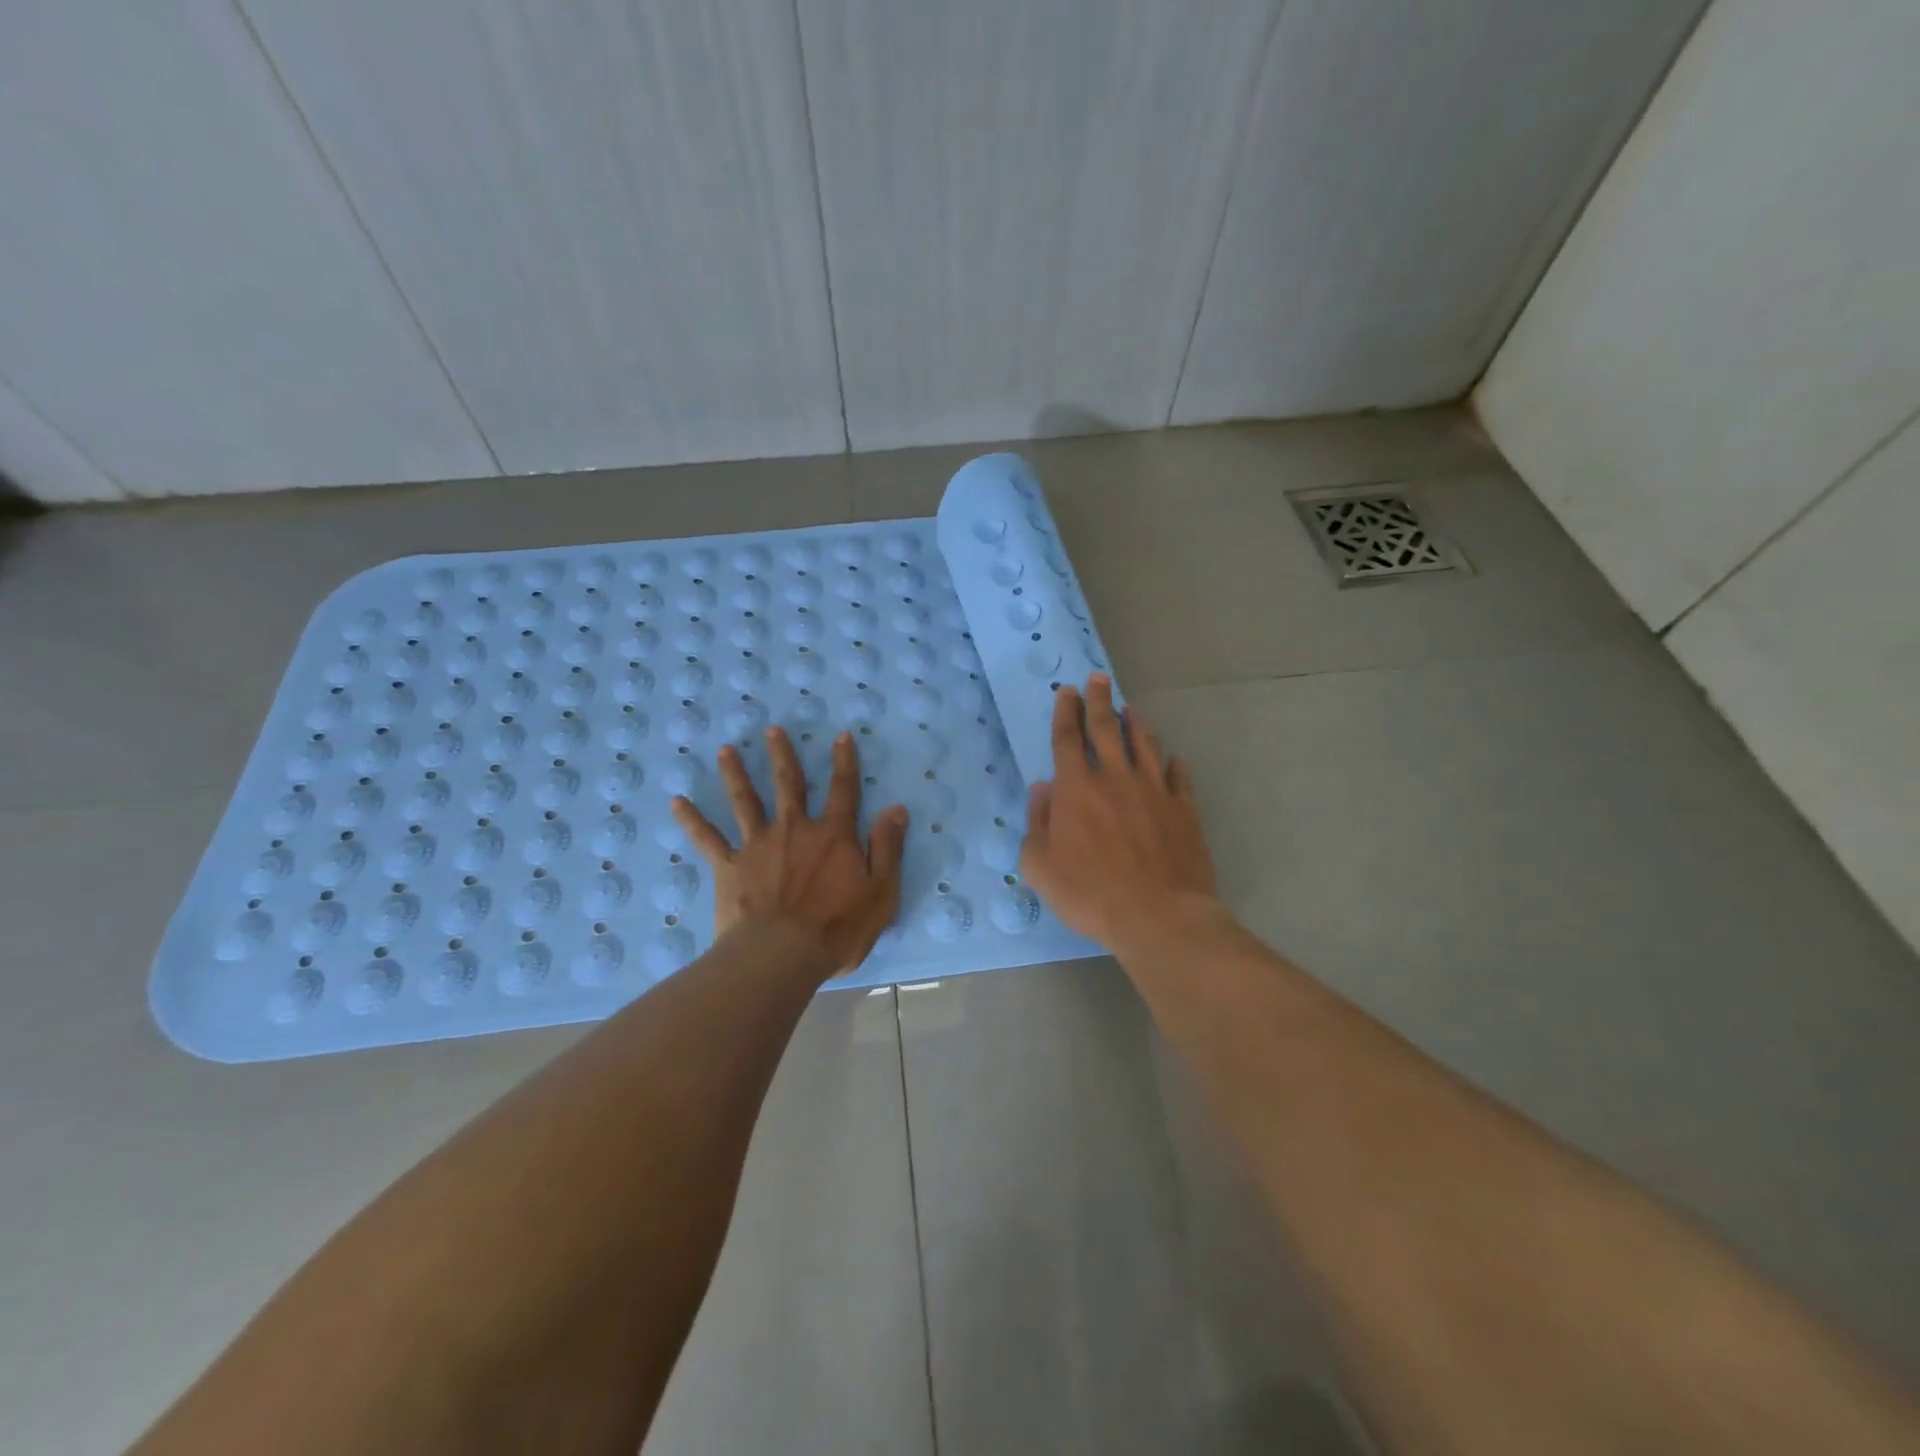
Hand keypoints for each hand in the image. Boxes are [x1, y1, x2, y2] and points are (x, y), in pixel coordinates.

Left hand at [671, 725, 909, 973]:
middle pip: (788, 784)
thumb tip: (896, 808)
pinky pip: (708, 839)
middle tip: (771, 729)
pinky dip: (692, 820)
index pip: (843, 790)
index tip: (841, 736)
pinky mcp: (730, 866)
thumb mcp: (880, 892)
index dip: (844, 762)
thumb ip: (887, 848)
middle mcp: (795, 829)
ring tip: (724, 750)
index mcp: (833, 836)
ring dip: (735, 774)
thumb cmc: (837, 929)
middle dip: (782, 755)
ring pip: (745, 801)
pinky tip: (676, 802)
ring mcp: (758, 845)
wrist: (781, 955)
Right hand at [1020, 675, 1218, 954]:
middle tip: (1098, 679)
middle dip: (1099, 700)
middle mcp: (1115, 778)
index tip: (1067, 691)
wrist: (1158, 916)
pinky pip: (1178, 776)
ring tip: (1130, 708)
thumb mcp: (1041, 867)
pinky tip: (1172, 758)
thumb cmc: (1090, 894)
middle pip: (1105, 728)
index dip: (1065, 712)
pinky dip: (1172, 763)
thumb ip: (1037, 823)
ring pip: (1143, 744)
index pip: (1068, 739)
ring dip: (1134, 723)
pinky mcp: (1183, 808)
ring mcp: (1154, 790)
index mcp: (1077, 789)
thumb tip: (1042, 789)